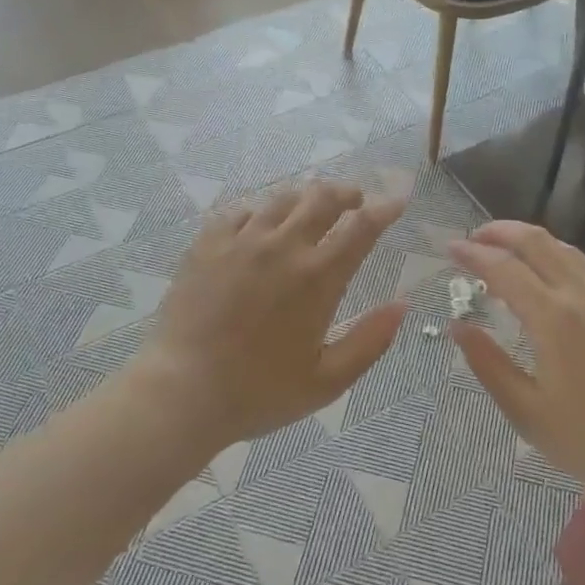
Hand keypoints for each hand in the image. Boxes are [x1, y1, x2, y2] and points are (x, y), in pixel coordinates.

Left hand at [137, 181, 407, 448]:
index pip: (361, 227)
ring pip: (282, 198)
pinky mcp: (208, 244)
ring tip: (311, 206)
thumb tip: (402, 305)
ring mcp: (241, 241)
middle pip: (323, 198)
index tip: (396, 202)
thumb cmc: (260, 392)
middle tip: (354, 200)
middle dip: (346, 193)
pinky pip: (240, 210)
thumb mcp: (327, 380)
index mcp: (318, 278)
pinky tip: (260, 222)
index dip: (385, 210)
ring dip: (306, 196)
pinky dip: (260, 210)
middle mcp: (283, 247)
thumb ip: (370, 341)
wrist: (182, 391)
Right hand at [450, 220, 584, 487]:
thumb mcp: (527, 413)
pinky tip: (547, 277)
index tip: (451, 248)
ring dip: (530, 241)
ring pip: (565, 249)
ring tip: (506, 251)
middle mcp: (582, 295)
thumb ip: (488, 365)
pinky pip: (584, 266)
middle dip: (501, 231)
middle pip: (537, 242)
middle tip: (475, 237)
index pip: (504, 269)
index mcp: (553, 318)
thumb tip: (458, 327)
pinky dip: (555, 257)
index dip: (474, 254)